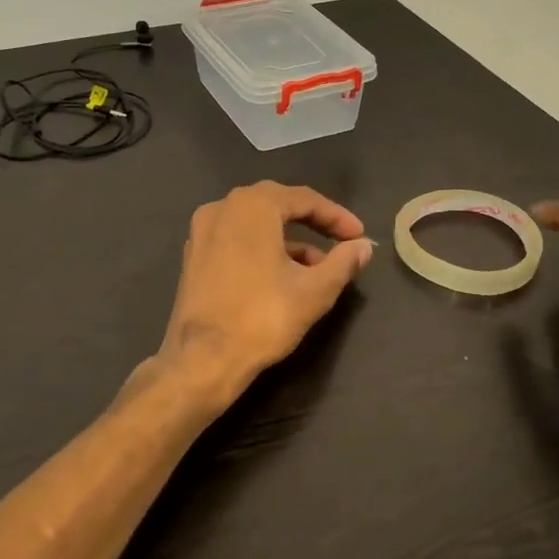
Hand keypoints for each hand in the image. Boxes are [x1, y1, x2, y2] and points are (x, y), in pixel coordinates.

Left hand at [154, 182, 375, 407]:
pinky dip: (262, 248)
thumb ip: (343, 262)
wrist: (203, 359)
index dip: (337, 216)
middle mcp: (222, 208)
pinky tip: (282, 275)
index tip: (359, 236)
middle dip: (312, 222)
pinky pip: (236, 239)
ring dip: (288, 239)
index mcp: (252, 206)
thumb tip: (364, 247)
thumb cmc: (264, 317)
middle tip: (340, 241)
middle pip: (277, 205)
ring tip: (317, 267)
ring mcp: (202, 231)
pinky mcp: (194, 256)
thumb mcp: (315, 290)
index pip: (304, 199)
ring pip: (255, 224)